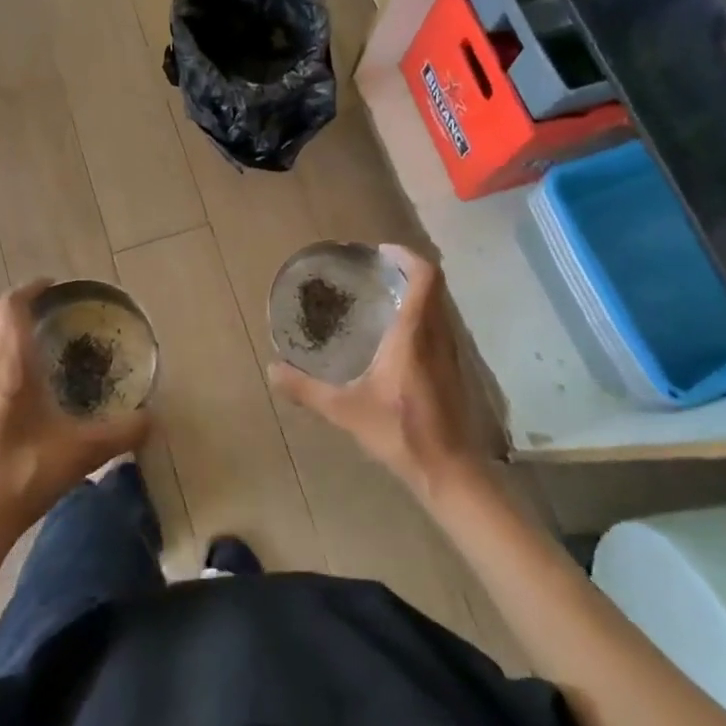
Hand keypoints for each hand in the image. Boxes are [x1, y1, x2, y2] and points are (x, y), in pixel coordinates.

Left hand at [0, 281, 150, 554]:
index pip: (11, 307)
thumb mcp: (79, 455)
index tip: (54, 286)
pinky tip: (8, 377)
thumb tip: (153, 419)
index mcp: (8, 366)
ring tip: (28, 336)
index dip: (30, 289)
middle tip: (47, 309)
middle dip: (16, 303)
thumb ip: (121, 433)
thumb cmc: (20, 478)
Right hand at [270, 246, 478, 496]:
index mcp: (415, 334)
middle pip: (433, 285)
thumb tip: (272, 370)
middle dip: (405, 269)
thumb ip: (307, 389)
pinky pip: (439, 325)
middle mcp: (438, 334)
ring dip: (415, 292)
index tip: (378, 252)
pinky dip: (420, 314)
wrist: (451, 473)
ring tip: (379, 296)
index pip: (424, 276)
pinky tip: (394, 336)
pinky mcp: (453, 370)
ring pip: (439, 305)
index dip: (405, 255)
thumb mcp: (346, 411)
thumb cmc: (401, 433)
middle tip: (372, 271)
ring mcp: (451, 353)